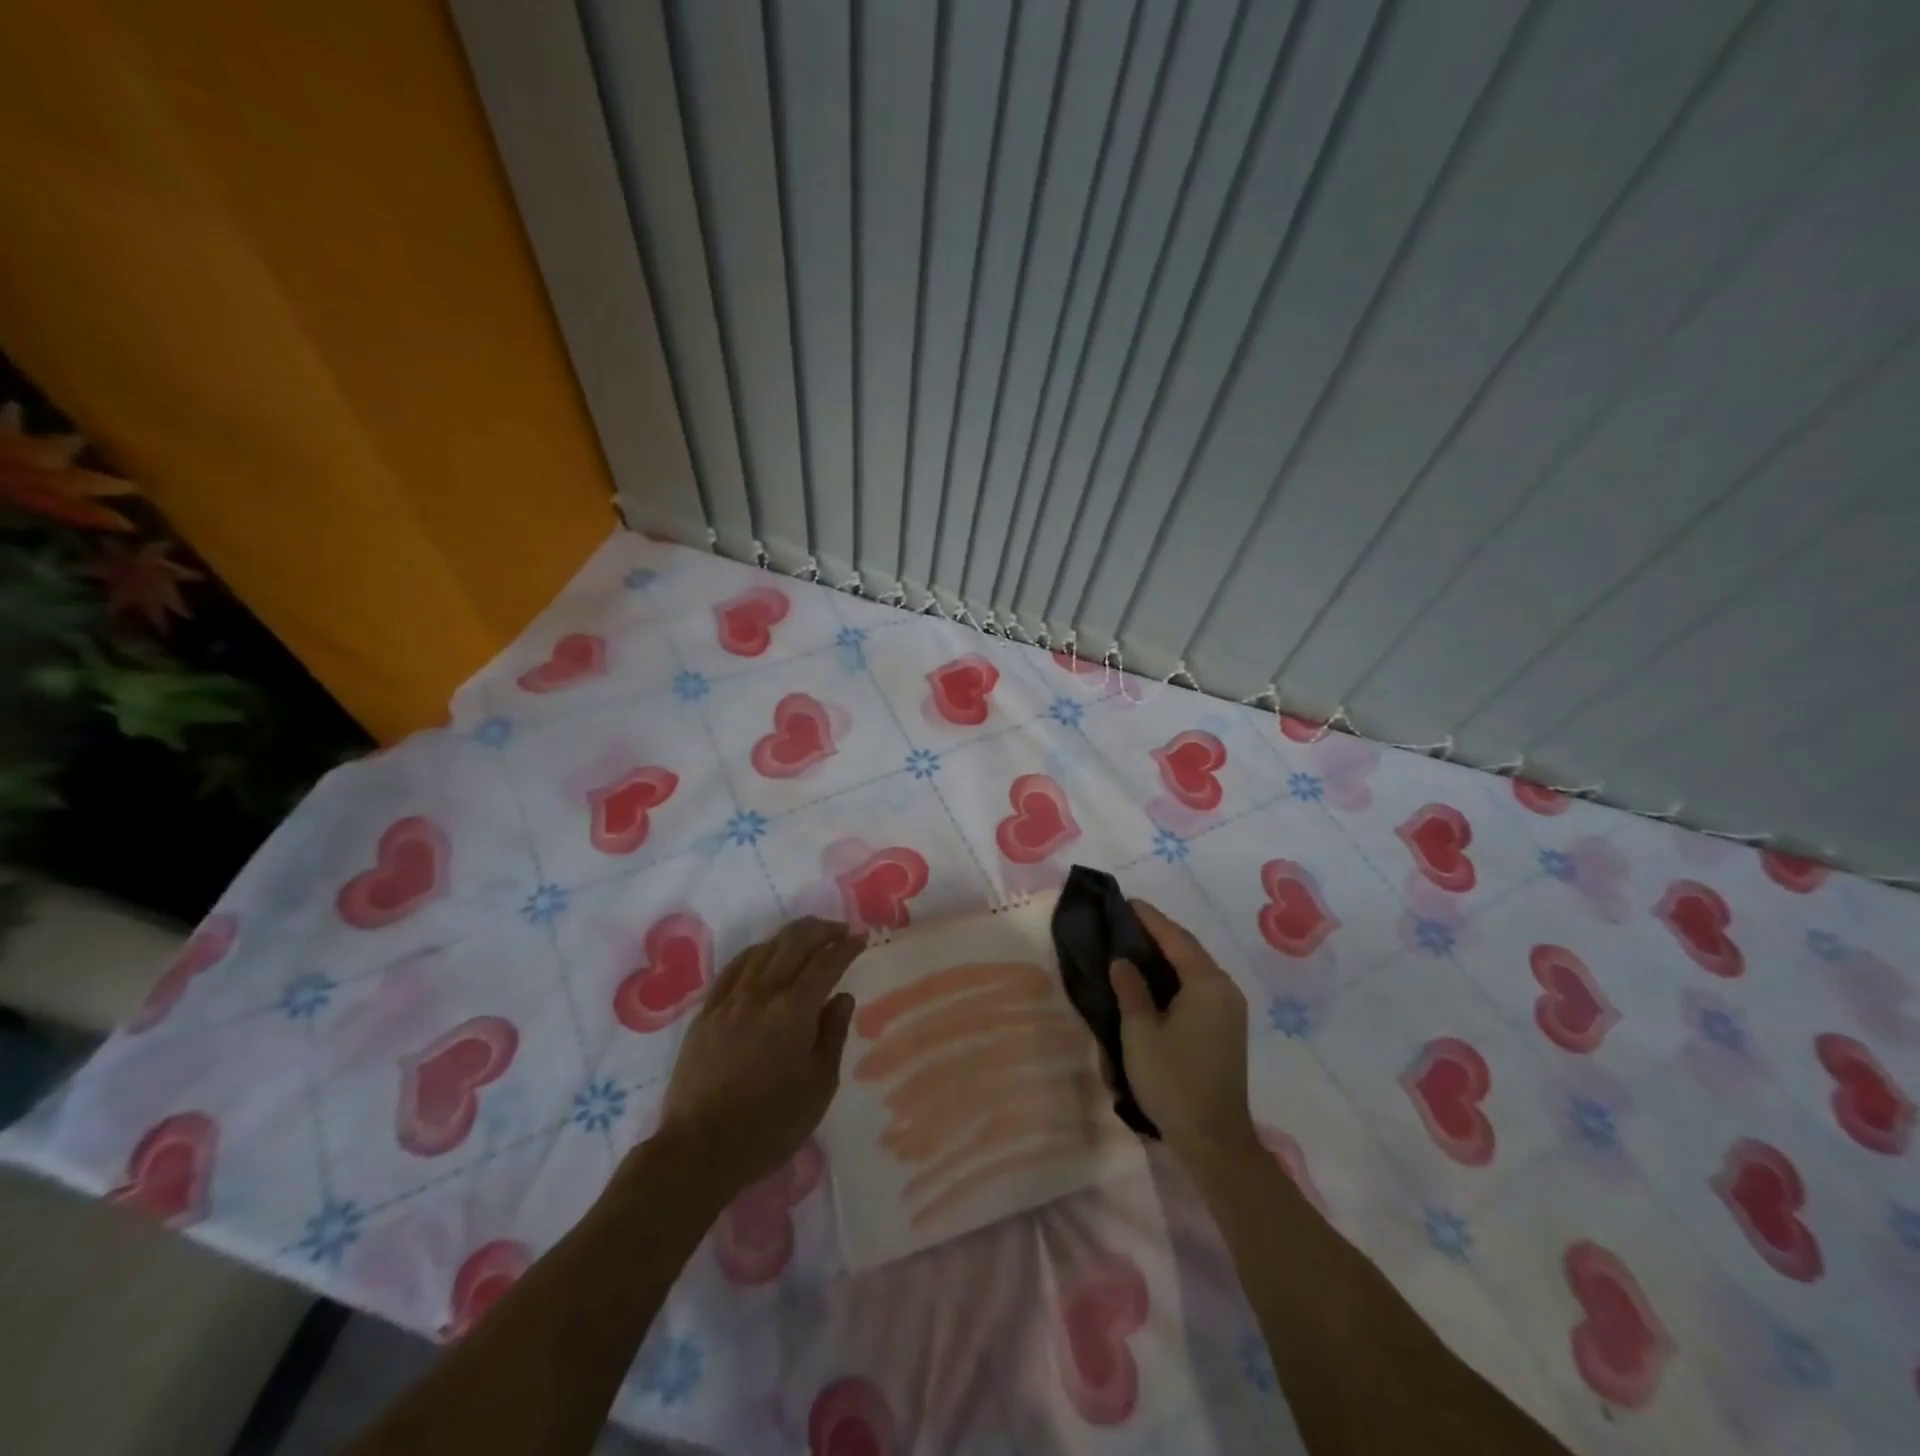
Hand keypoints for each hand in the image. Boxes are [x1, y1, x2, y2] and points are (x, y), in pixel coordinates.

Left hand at [653, 917, 865, 1200]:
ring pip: (763, 950)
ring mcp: (729, 1000)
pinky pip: (734, 968)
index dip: (846, 947)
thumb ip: (833, 1035)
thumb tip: (843, 997)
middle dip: (820, 930)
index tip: (860, 938)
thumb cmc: (770, 1125)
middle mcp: (761, 994)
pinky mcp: (706, 1012)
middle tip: (839, 930)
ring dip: (789, 937)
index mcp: (793, 1011)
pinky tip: (763, 954)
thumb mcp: (819, 1086)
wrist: (700, 1150)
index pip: (826, 964)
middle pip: (793, 943)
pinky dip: (756, 953)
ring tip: (807, 937)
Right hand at [1111, 900, 1259, 1169]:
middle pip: (1189, 949)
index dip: (1149, 918)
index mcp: (1207, 984)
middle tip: (1125, 920)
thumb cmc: (1173, 1080)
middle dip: (1158, 932)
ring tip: (1134, 944)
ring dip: (1168, 954)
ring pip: (1195, 969)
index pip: (1175, 938)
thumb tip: (1122, 961)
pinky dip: (1176, 975)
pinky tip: (1154, 979)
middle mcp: (1225, 989)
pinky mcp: (1227, 1029)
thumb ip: (1130, 989)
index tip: (1125, 901)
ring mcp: (1230, 1010)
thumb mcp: (1140, 1032)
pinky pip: (1199, 987)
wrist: (1213, 1140)